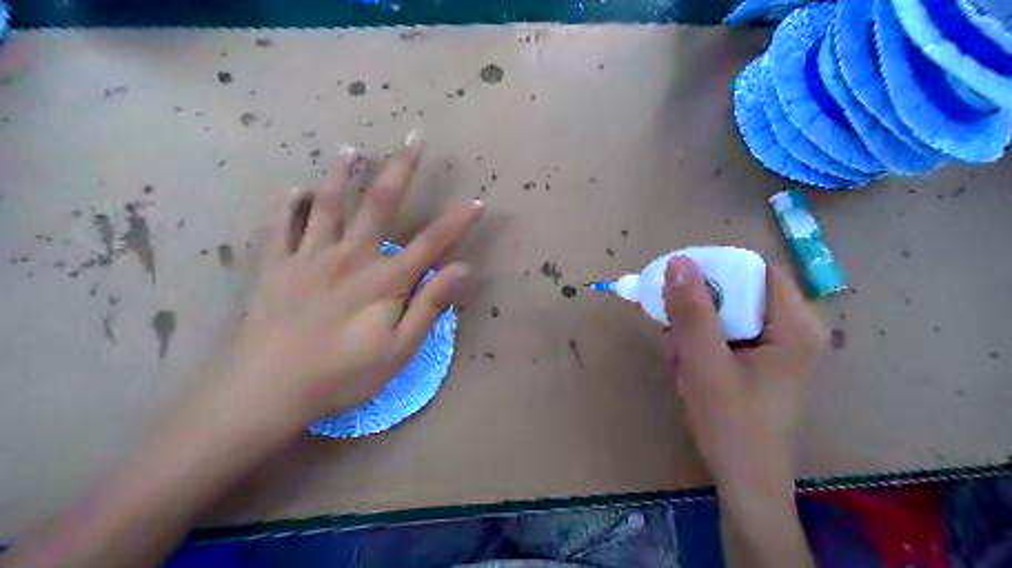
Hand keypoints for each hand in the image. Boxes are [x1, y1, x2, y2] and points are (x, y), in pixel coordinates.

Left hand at [205, 133, 480, 434]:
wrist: (266, 390)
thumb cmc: (341, 376)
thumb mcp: (398, 351)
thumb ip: (429, 306)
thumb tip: (461, 269)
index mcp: (383, 280)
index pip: (430, 243)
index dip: (456, 222)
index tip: (476, 200)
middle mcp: (349, 256)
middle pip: (380, 205)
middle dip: (401, 169)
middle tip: (413, 137)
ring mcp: (308, 257)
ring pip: (328, 204)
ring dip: (342, 174)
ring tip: (350, 150)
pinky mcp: (275, 266)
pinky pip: (281, 226)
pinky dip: (288, 205)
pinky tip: (294, 191)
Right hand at [665, 256, 830, 488]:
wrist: (745, 483)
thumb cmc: (731, 424)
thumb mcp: (704, 363)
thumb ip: (692, 312)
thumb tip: (678, 262)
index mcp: (796, 326)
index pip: (757, 269)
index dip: (716, 268)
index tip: (678, 282)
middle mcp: (796, 331)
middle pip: (742, 292)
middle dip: (701, 308)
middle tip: (673, 331)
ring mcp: (782, 349)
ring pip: (731, 315)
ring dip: (697, 329)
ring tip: (680, 359)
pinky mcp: (766, 365)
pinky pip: (730, 336)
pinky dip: (705, 345)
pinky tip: (689, 369)